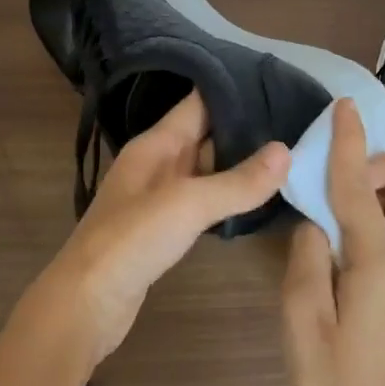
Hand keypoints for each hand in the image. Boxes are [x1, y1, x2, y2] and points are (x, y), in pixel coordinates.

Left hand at [28, 90, 288, 368]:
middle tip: (297, 121)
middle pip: (205, 134)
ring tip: (289, 153)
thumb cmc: (131, 241)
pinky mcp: (164, 228)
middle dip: (245, 127)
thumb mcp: (187, 204)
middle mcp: (156, 163)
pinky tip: (259, 197)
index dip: (234, 90)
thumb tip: (287, 151)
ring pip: (206, 169)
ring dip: (240, 163)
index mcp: (155, 144)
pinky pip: (203, 200)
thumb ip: (237, 181)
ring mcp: (159, 197)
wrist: (88, 303)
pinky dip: (228, 195)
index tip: (278, 83)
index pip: (198, 103)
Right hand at [279, 99, 384, 385]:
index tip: (344, 107)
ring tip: (346, 206)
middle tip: (349, 182)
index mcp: (379, 262)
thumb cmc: (325, 369)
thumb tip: (319, 219)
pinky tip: (353, 230)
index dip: (351, 143)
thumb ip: (308, 248)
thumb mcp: (299, 306)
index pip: (361, 187)